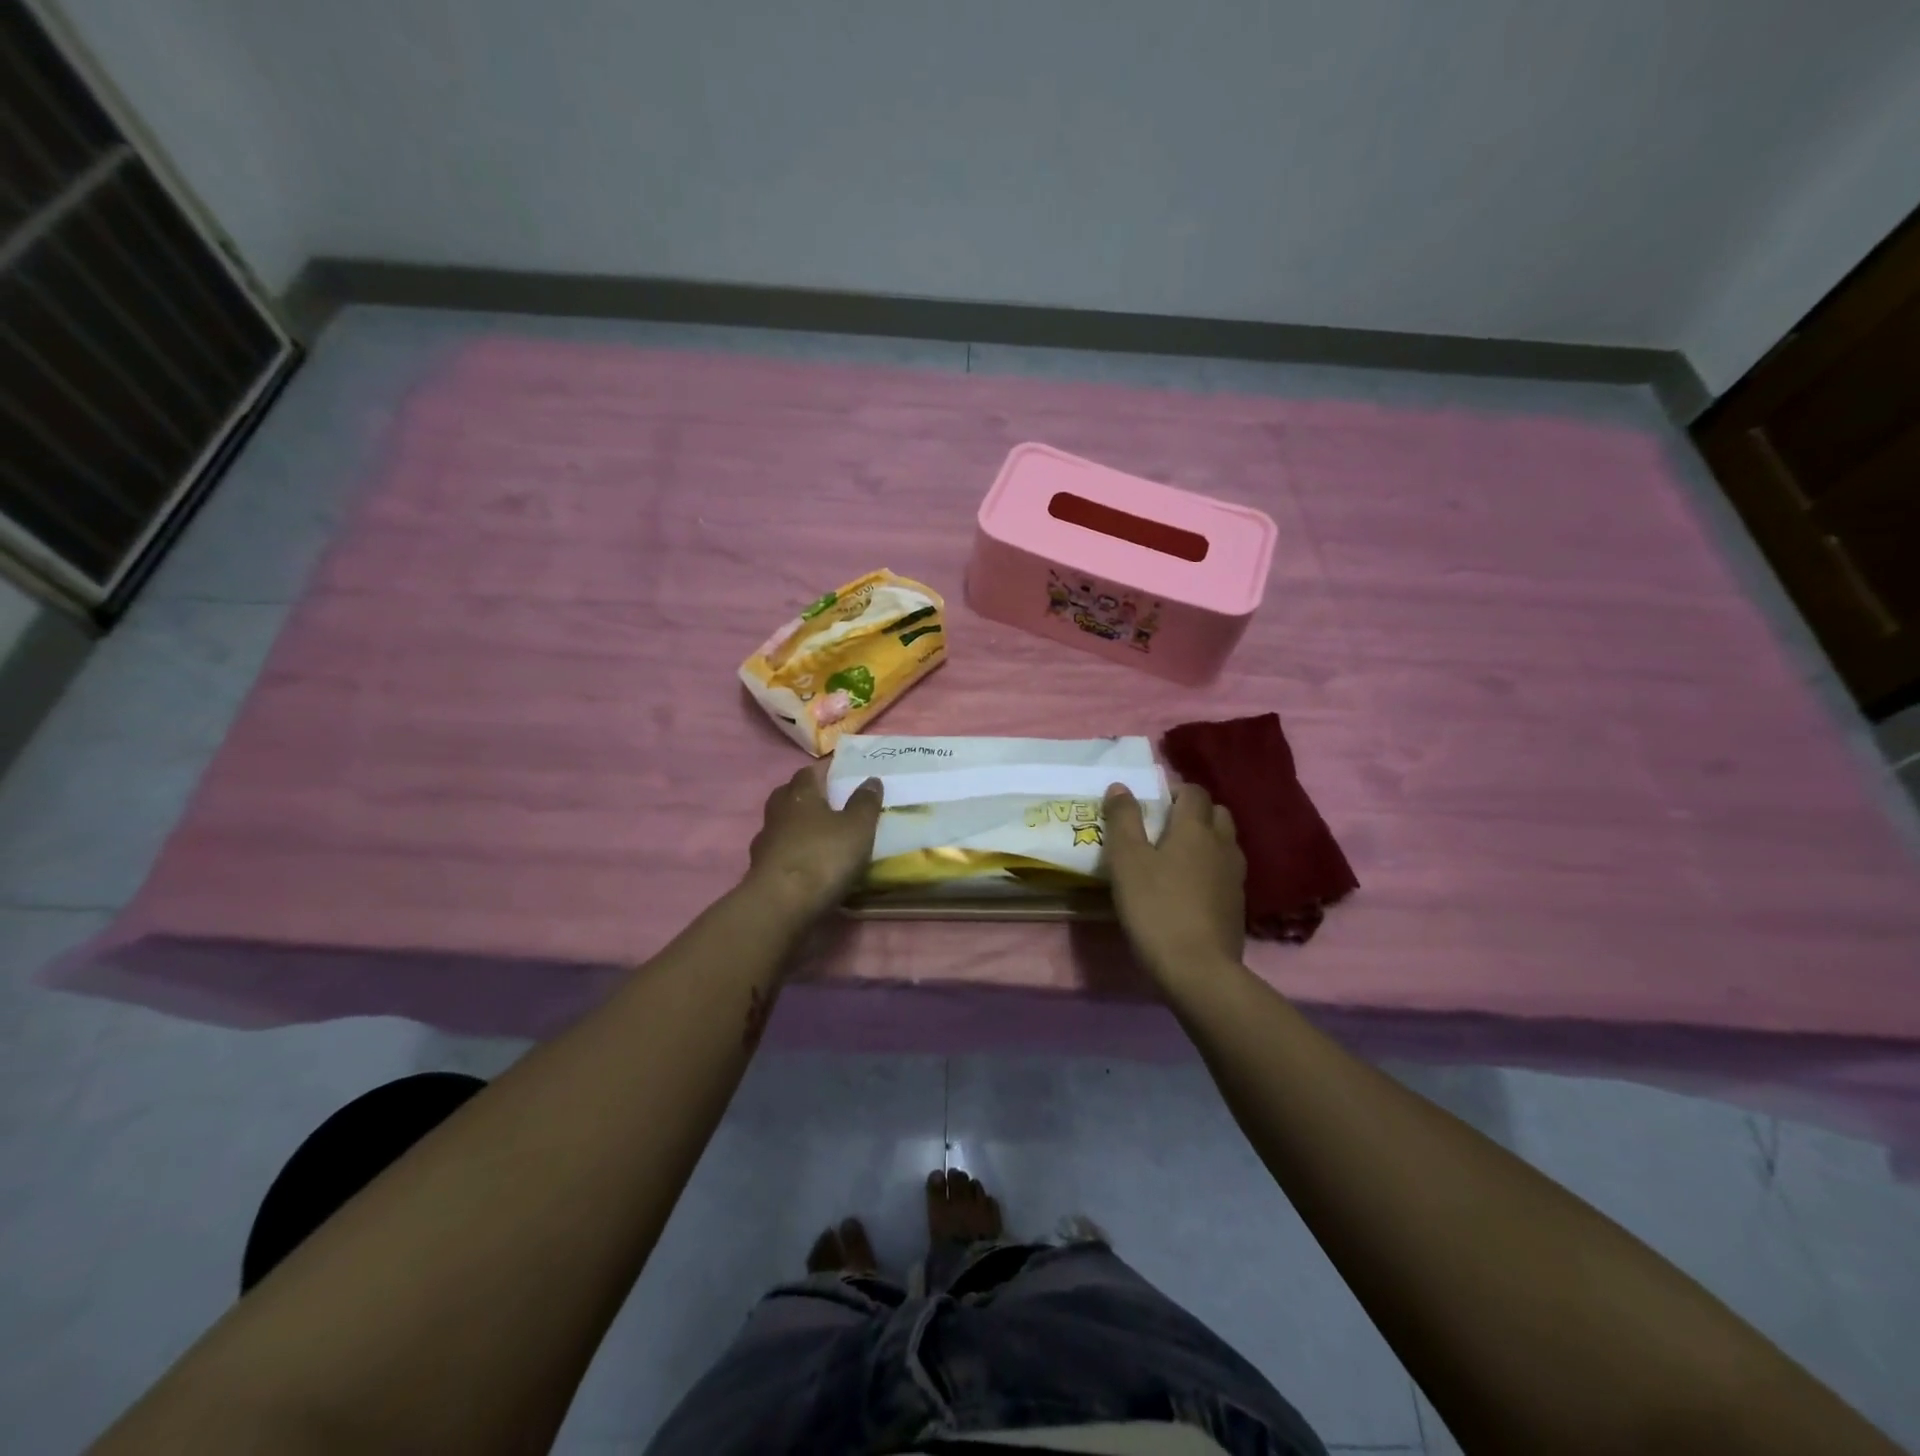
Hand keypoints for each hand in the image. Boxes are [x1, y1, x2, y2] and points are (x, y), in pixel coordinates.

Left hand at [744, 766, 882, 921]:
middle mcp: (778, 811)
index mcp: (800, 794)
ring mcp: (765, 841)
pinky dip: (792, 851)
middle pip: (790, 794)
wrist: (781, 904)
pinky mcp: (759, 868)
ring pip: (782, 823)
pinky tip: (806, 862)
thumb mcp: (857, 828)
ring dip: (798, 825)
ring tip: (820, 834)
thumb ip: (865, 802)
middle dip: (808, 795)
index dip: (826, 770)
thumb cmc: (823, 856)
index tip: (842, 773)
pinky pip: (779, 851)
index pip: (810, 771)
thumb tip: (871, 780)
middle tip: (830, 801)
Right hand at [1103, 781, 1246, 990]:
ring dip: (1205, 840)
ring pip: (1224, 842)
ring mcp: (1235, 875)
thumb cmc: (1156, 907)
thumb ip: (1123, 819)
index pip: (1193, 792)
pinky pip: (1226, 871)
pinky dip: (1210, 868)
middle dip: (1193, 812)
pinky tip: (1189, 888)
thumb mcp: (1126, 861)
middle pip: (1216, 813)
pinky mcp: (1238, 904)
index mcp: (1196, 828)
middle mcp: (1222, 844)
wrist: (1198, 968)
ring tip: (1175, 858)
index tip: (1151, 803)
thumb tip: (1121, 786)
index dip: (1174, 790)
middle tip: (1162, 828)